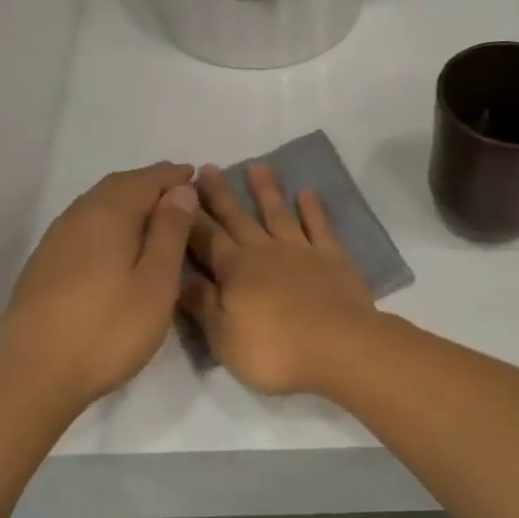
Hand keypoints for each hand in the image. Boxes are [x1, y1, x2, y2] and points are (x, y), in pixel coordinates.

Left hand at [0, 162, 198, 412]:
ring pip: (96, 204)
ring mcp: (55, 241)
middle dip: (149, 183)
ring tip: (153, 214)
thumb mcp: (156, 283)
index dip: (172, 176)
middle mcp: (77, 217)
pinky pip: (83, 225)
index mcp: (108, 215)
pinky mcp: (43, 264)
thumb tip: (180, 190)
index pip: (145, 180)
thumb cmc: (108, 329)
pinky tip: (117, 243)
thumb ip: (170, 232)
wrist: (32, 375)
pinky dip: (108, 220)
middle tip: (177, 190)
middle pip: (117, 186)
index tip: (195, 175)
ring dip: (127, 200)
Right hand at [181, 162, 377, 395]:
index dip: (190, 218)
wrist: (340, 347)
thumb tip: (178, 276)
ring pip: (278, 213)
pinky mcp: (332, 257)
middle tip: (207, 169)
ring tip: (256, 166)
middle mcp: (265, 252)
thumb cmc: (275, 351)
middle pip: (237, 219)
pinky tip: (306, 192)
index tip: (178, 193)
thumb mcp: (224, 337)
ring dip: (266, 190)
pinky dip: (312, 208)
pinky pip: (319, 226)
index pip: (206, 239)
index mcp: (235, 271)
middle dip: (220, 195)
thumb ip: (201, 304)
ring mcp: (301, 251)